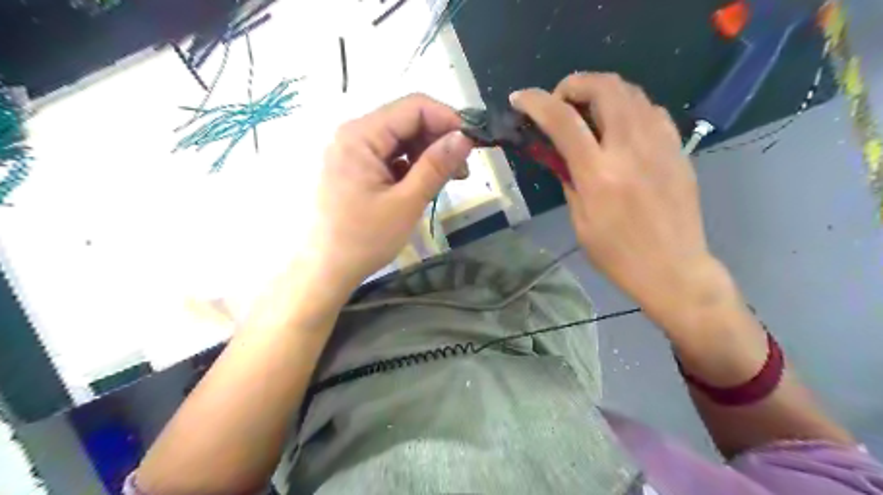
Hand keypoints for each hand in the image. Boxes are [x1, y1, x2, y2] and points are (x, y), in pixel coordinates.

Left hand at [299, 93, 475, 293]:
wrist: (327, 269)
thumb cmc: (364, 239)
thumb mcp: (407, 202)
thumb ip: (436, 166)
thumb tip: (466, 137)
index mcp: (361, 135)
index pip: (414, 107)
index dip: (448, 120)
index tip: (472, 144)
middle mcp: (354, 134)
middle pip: (407, 120)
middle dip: (439, 139)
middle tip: (463, 169)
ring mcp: (353, 151)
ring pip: (402, 138)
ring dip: (428, 154)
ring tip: (449, 179)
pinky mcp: (356, 167)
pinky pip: (391, 155)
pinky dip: (412, 165)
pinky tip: (424, 184)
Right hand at [516, 74, 727, 319]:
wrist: (673, 268)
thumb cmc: (617, 254)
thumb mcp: (580, 221)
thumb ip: (569, 180)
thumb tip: (561, 155)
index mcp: (599, 174)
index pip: (563, 121)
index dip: (536, 102)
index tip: (520, 98)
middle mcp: (631, 149)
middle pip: (604, 88)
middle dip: (574, 84)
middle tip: (560, 101)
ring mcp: (660, 145)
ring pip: (632, 91)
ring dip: (602, 90)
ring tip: (587, 109)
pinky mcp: (677, 148)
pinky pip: (651, 110)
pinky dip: (629, 106)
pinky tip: (620, 125)